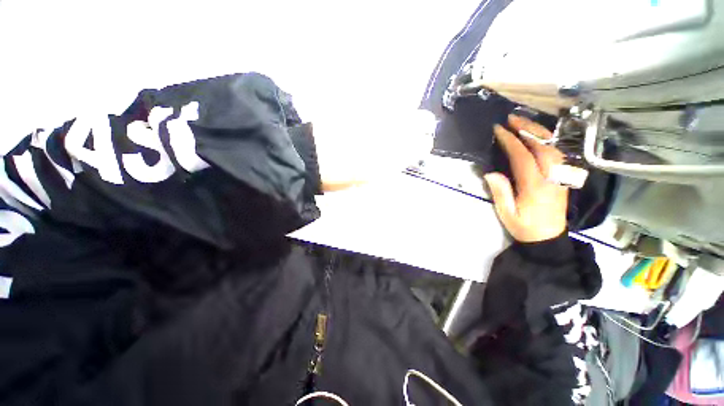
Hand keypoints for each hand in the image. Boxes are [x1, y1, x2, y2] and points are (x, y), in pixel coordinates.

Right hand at [484, 115, 568, 242]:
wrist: (548, 238)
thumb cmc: (524, 227)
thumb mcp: (507, 214)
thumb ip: (501, 193)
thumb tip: (491, 173)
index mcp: (535, 187)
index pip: (523, 157)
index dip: (511, 141)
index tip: (499, 130)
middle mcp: (551, 178)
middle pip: (543, 147)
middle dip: (528, 129)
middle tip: (512, 119)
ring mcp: (560, 177)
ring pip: (553, 147)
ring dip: (539, 132)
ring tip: (523, 123)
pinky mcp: (563, 178)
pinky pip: (557, 154)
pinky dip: (548, 141)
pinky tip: (538, 137)